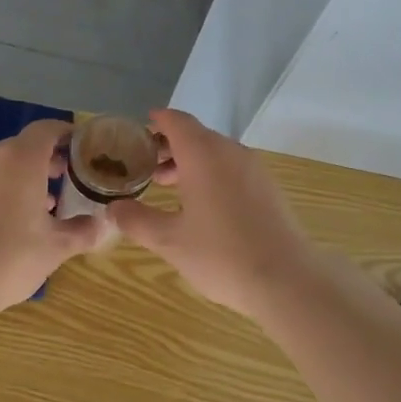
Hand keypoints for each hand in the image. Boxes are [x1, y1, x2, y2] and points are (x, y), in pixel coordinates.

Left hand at [0, 120, 104, 316]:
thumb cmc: (7, 257)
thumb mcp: (55, 248)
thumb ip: (82, 231)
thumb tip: (102, 224)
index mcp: (21, 160)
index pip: (47, 129)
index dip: (67, 135)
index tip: (82, 150)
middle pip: (23, 147)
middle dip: (46, 161)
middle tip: (65, 183)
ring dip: (20, 180)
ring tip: (38, 210)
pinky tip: (3, 225)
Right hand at [108, 109, 319, 319]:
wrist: (286, 280)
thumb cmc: (221, 255)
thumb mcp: (169, 241)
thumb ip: (137, 220)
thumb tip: (113, 209)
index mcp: (204, 154)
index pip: (177, 121)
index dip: (156, 122)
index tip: (139, 130)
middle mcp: (231, 152)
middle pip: (197, 136)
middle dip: (169, 147)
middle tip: (146, 168)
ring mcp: (255, 169)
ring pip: (216, 153)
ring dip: (191, 163)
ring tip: (169, 188)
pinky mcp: (269, 189)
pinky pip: (233, 169)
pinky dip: (212, 175)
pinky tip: (203, 206)